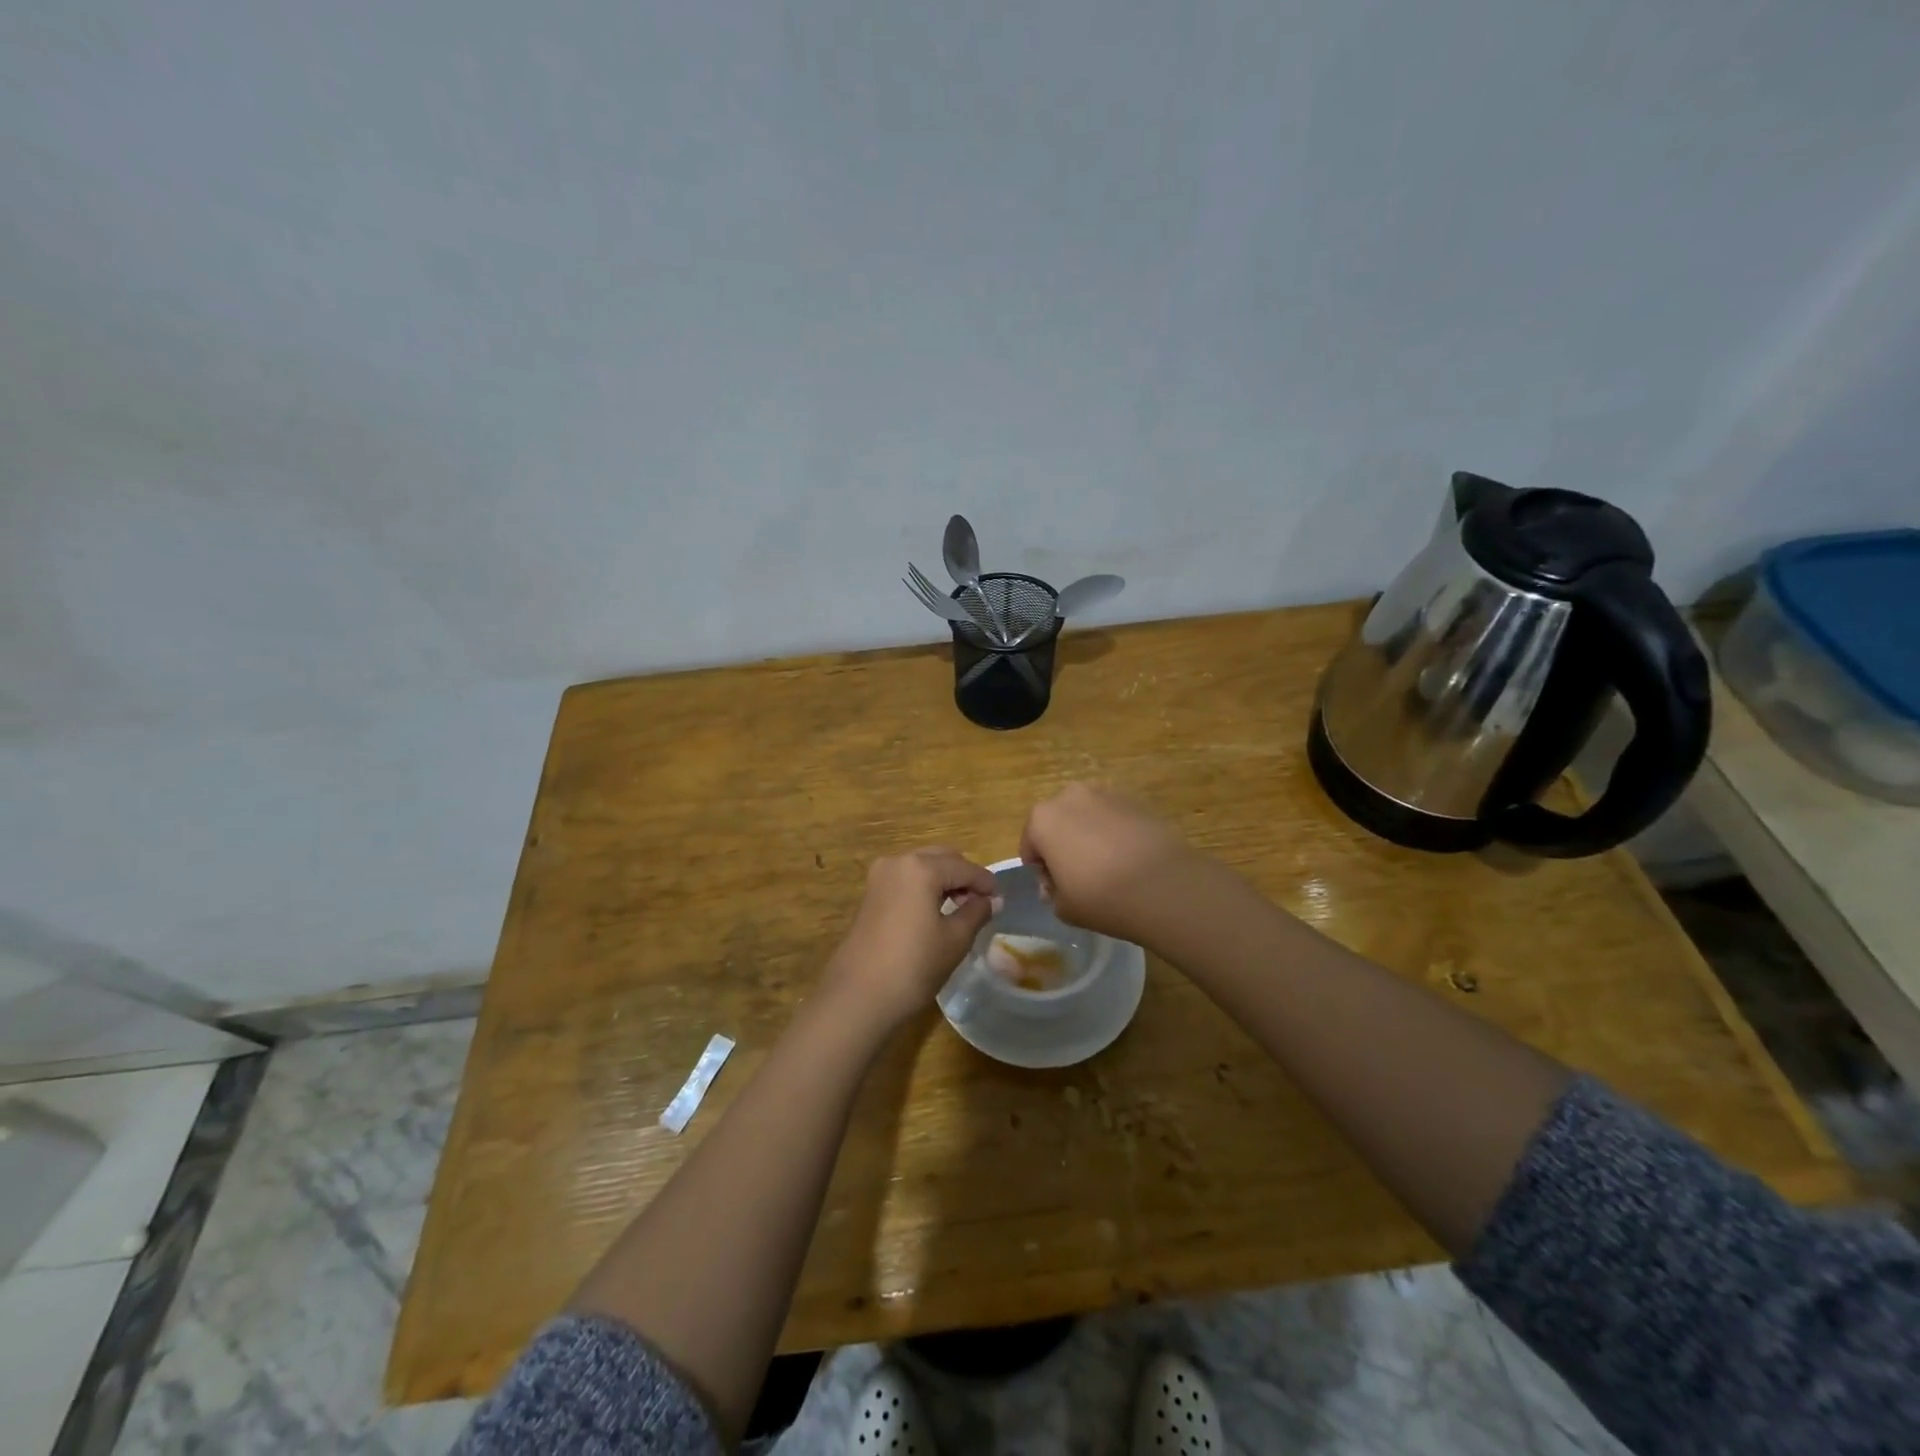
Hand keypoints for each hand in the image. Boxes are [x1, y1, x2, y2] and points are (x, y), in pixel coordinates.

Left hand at [821, 848, 1000, 1030]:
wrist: (859, 996)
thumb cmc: (914, 965)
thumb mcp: (955, 939)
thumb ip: (976, 913)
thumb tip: (992, 900)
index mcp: (921, 868)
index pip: (964, 867)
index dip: (985, 882)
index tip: (1002, 898)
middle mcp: (898, 862)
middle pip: (941, 859)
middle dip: (963, 876)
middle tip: (982, 902)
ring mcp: (880, 877)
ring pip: (922, 867)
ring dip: (943, 881)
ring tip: (961, 909)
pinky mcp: (870, 894)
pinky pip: (906, 880)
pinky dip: (924, 888)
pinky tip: (936, 911)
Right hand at [1019, 783, 1200, 945]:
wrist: (1164, 885)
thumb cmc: (1102, 897)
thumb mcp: (1063, 907)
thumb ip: (1052, 892)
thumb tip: (1057, 883)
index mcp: (1042, 819)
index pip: (1030, 844)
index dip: (1040, 868)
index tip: (1056, 887)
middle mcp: (1070, 796)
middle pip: (1058, 822)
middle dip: (1063, 843)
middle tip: (1081, 875)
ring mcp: (1105, 793)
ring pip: (1088, 815)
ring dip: (1090, 833)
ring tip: (1109, 865)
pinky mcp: (1136, 799)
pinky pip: (1115, 816)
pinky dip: (1116, 831)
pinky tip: (1131, 857)